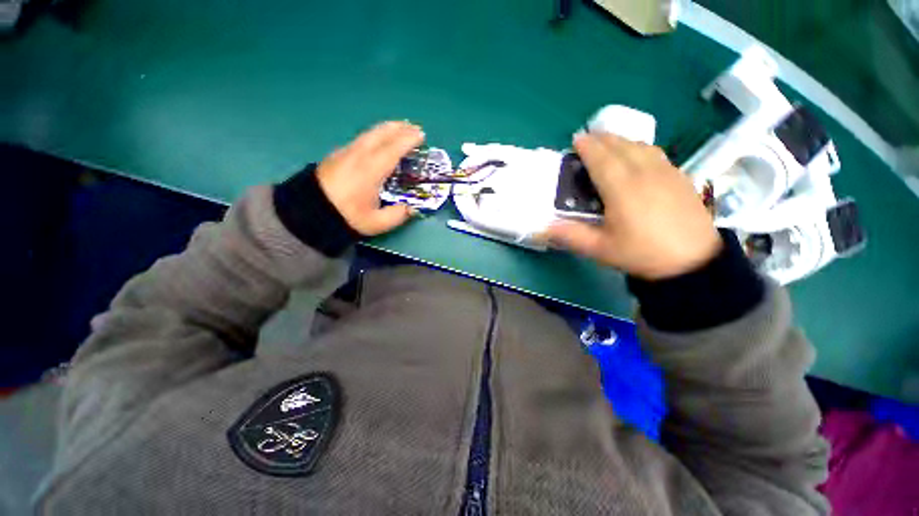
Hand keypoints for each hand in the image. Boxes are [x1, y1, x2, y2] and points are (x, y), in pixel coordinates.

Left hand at [316, 121, 424, 235]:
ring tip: (399, 128)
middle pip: (381, 133)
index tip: (421, 135)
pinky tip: (378, 141)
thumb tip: (411, 208)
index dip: (408, 140)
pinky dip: (376, 135)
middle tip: (413, 128)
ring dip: (387, 129)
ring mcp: (347, 152)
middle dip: (399, 128)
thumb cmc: (345, 216)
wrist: (308, 211)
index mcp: (371, 170)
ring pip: (370, 133)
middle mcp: (359, 155)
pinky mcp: (338, 154)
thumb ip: (397, 215)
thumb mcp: (376, 223)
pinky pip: (362, 138)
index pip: (393, 149)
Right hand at [543, 133, 721, 279]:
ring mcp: (666, 172)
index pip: (602, 158)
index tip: (576, 139)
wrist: (693, 262)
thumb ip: (570, 235)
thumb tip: (542, 228)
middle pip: (621, 146)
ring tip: (609, 144)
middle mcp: (644, 173)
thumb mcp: (600, 249)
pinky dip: (640, 148)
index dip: (587, 146)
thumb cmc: (641, 253)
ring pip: (640, 145)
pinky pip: (656, 153)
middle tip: (588, 139)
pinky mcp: (680, 177)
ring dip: (621, 140)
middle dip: (602, 138)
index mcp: (622, 189)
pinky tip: (637, 156)